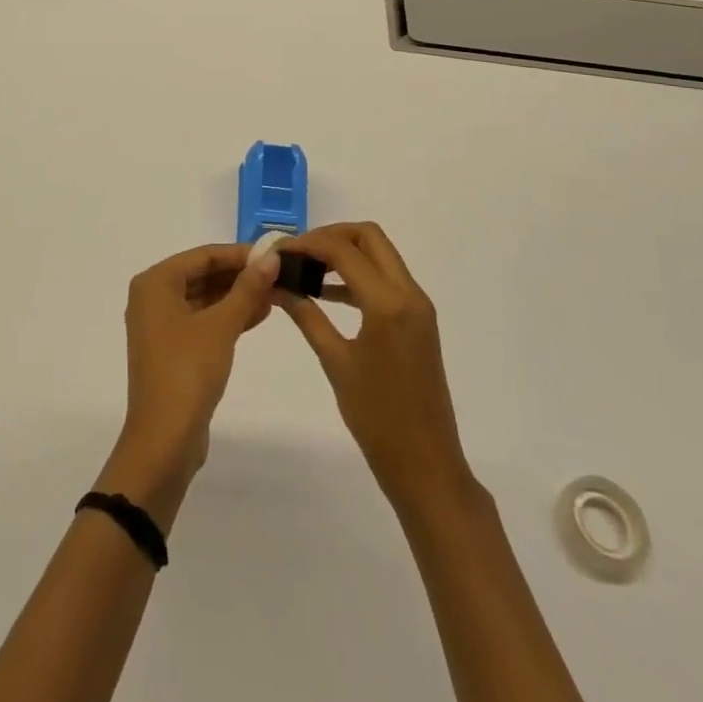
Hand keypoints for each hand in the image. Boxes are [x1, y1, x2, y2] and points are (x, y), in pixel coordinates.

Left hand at [99, 242, 279, 528]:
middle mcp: (153, 297)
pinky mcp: (173, 349)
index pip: (203, 256)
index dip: (239, 254)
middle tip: (279, 274)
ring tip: (276, 293)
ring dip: (238, 296)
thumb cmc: (188, 371)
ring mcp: (161, 325)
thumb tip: (271, 257)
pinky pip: (203, 320)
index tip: (274, 254)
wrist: (164, 440)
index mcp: (156, 283)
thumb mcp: (221, 326)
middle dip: (240, 275)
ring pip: (205, 298)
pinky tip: (259, 315)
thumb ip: (247, 288)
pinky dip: (228, 317)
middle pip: (203, 275)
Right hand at [276, 223, 475, 511]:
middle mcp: (409, 293)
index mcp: (388, 303)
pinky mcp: (418, 319)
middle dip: (330, 236)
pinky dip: (357, 274)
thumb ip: (306, 315)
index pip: (343, 250)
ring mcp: (417, 305)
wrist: (426, 465)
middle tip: (297, 253)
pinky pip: (386, 279)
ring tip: (305, 268)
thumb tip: (276, 285)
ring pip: (380, 254)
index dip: (307, 244)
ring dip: (344, 253)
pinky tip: (326, 293)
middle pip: (369, 237)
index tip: (277, 252)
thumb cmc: (377, 418)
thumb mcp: (335, 362)